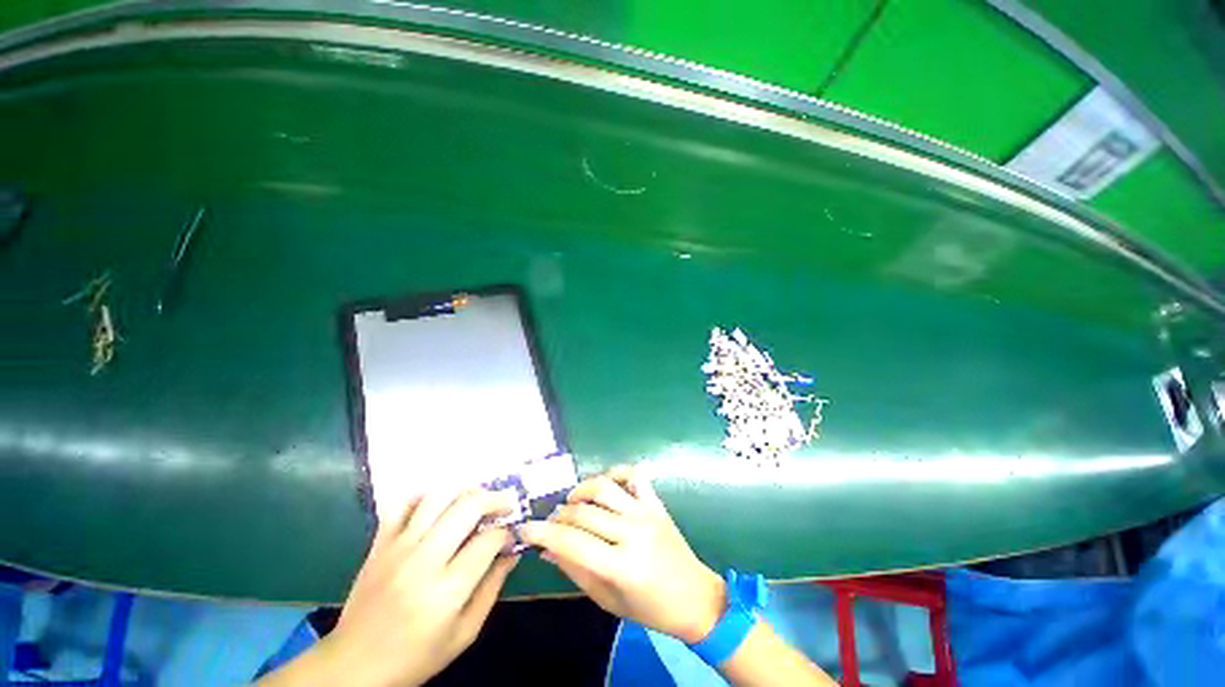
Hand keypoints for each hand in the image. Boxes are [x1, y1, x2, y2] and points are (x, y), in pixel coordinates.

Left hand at [261, 489, 518, 686]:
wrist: (353, 667)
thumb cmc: (415, 657)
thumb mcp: (464, 634)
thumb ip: (492, 589)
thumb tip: (512, 552)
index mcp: (447, 591)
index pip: (489, 540)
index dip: (507, 532)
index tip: (511, 535)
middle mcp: (423, 561)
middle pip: (468, 507)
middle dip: (495, 499)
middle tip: (505, 505)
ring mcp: (397, 548)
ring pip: (438, 496)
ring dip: (465, 492)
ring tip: (477, 500)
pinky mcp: (379, 543)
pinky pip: (403, 503)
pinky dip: (425, 495)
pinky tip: (439, 505)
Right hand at [518, 466, 725, 642]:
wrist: (694, 597)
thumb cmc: (649, 609)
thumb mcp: (607, 600)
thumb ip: (575, 571)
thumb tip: (546, 550)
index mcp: (621, 565)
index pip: (571, 542)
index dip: (543, 534)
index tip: (525, 529)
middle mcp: (632, 532)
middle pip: (583, 512)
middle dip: (558, 516)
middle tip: (550, 523)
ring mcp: (646, 512)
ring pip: (604, 488)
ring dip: (581, 490)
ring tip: (571, 502)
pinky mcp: (656, 502)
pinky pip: (633, 475)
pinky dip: (615, 472)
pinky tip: (604, 484)